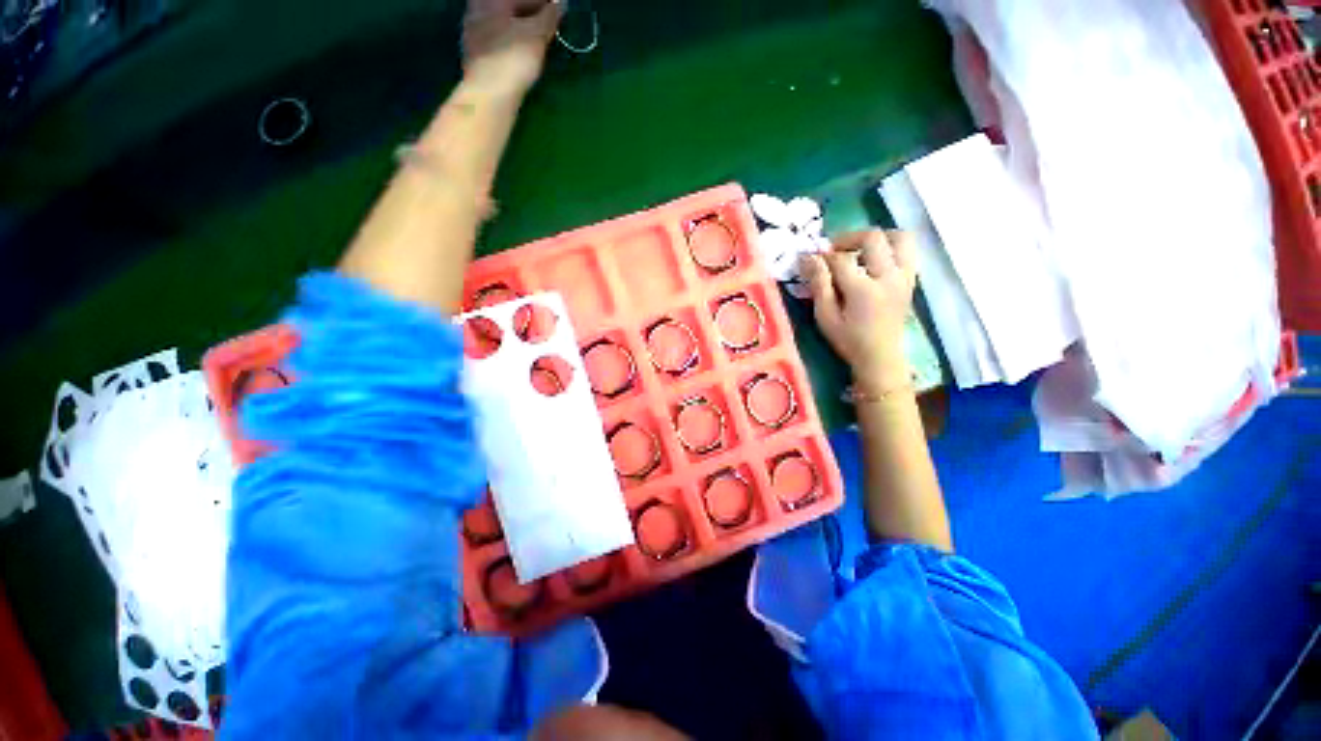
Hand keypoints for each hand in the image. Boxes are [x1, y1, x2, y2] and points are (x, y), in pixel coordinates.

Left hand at [463, 0, 561, 98]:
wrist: (489, 95)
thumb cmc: (513, 58)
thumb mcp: (537, 34)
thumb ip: (550, 16)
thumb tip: (560, 3)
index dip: (543, 4)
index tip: (557, 11)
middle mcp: (477, 9)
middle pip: (509, 6)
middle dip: (529, 12)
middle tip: (549, 25)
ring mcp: (472, 32)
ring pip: (502, 23)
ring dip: (520, 28)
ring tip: (538, 39)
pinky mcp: (475, 55)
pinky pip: (497, 40)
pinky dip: (511, 41)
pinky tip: (521, 54)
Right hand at [800, 230, 917, 392]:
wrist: (881, 357)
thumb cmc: (848, 340)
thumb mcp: (825, 317)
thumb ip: (818, 285)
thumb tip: (808, 257)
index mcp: (863, 289)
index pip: (840, 259)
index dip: (822, 256)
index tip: (809, 258)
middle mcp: (888, 277)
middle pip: (873, 238)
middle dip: (849, 238)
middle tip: (833, 250)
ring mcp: (904, 277)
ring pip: (899, 238)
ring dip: (877, 237)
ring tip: (859, 249)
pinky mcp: (910, 280)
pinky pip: (907, 251)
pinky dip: (891, 247)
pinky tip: (874, 261)